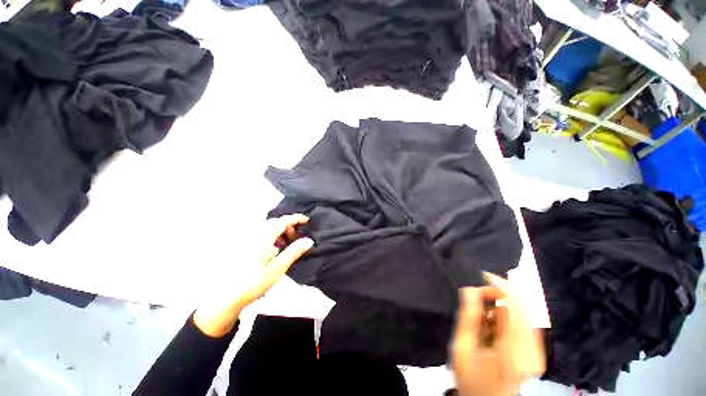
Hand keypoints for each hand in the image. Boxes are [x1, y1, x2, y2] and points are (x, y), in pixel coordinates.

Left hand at [194, 214, 313, 336]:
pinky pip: (262, 236)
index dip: (296, 218)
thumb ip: (294, 252)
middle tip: (297, 237)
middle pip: (275, 223)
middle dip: (288, 226)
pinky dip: (272, 238)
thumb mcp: (278, 268)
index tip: (307, 220)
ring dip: (280, 232)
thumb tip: (309, 240)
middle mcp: (254, 235)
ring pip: (268, 229)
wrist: (226, 298)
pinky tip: (274, 251)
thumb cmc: (253, 283)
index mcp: (263, 238)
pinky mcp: (244, 247)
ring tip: (287, 244)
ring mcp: (247, 241)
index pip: (282, 221)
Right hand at [452, 273, 544, 395]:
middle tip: (476, 296)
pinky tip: (490, 324)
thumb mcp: (462, 348)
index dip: (500, 285)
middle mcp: (532, 348)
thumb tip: (470, 289)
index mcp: (515, 350)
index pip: (517, 304)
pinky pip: (521, 320)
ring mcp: (536, 350)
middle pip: (523, 305)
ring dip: (500, 305)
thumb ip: (468, 317)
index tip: (480, 277)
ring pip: (522, 311)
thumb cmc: (471, 379)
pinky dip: (504, 315)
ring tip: (481, 315)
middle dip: (498, 294)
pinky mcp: (534, 350)